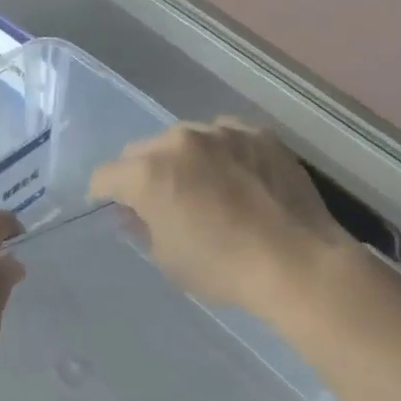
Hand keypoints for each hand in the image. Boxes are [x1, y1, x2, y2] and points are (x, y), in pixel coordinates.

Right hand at [88, 120, 353, 314]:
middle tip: (158, 202)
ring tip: (201, 187)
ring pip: (184, 139)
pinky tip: (236, 178)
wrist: (297, 262)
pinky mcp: (258, 134)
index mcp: (148, 173)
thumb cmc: (222, 268)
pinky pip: (224, 137)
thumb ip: (143, 228)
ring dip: (181, 160)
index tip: (113, 210)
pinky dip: (220, 154)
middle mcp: (179, 141)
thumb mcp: (168, 259)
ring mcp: (222, 132)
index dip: (103, 196)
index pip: (105, 177)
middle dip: (141, 175)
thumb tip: (135, 215)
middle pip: (142, 152)